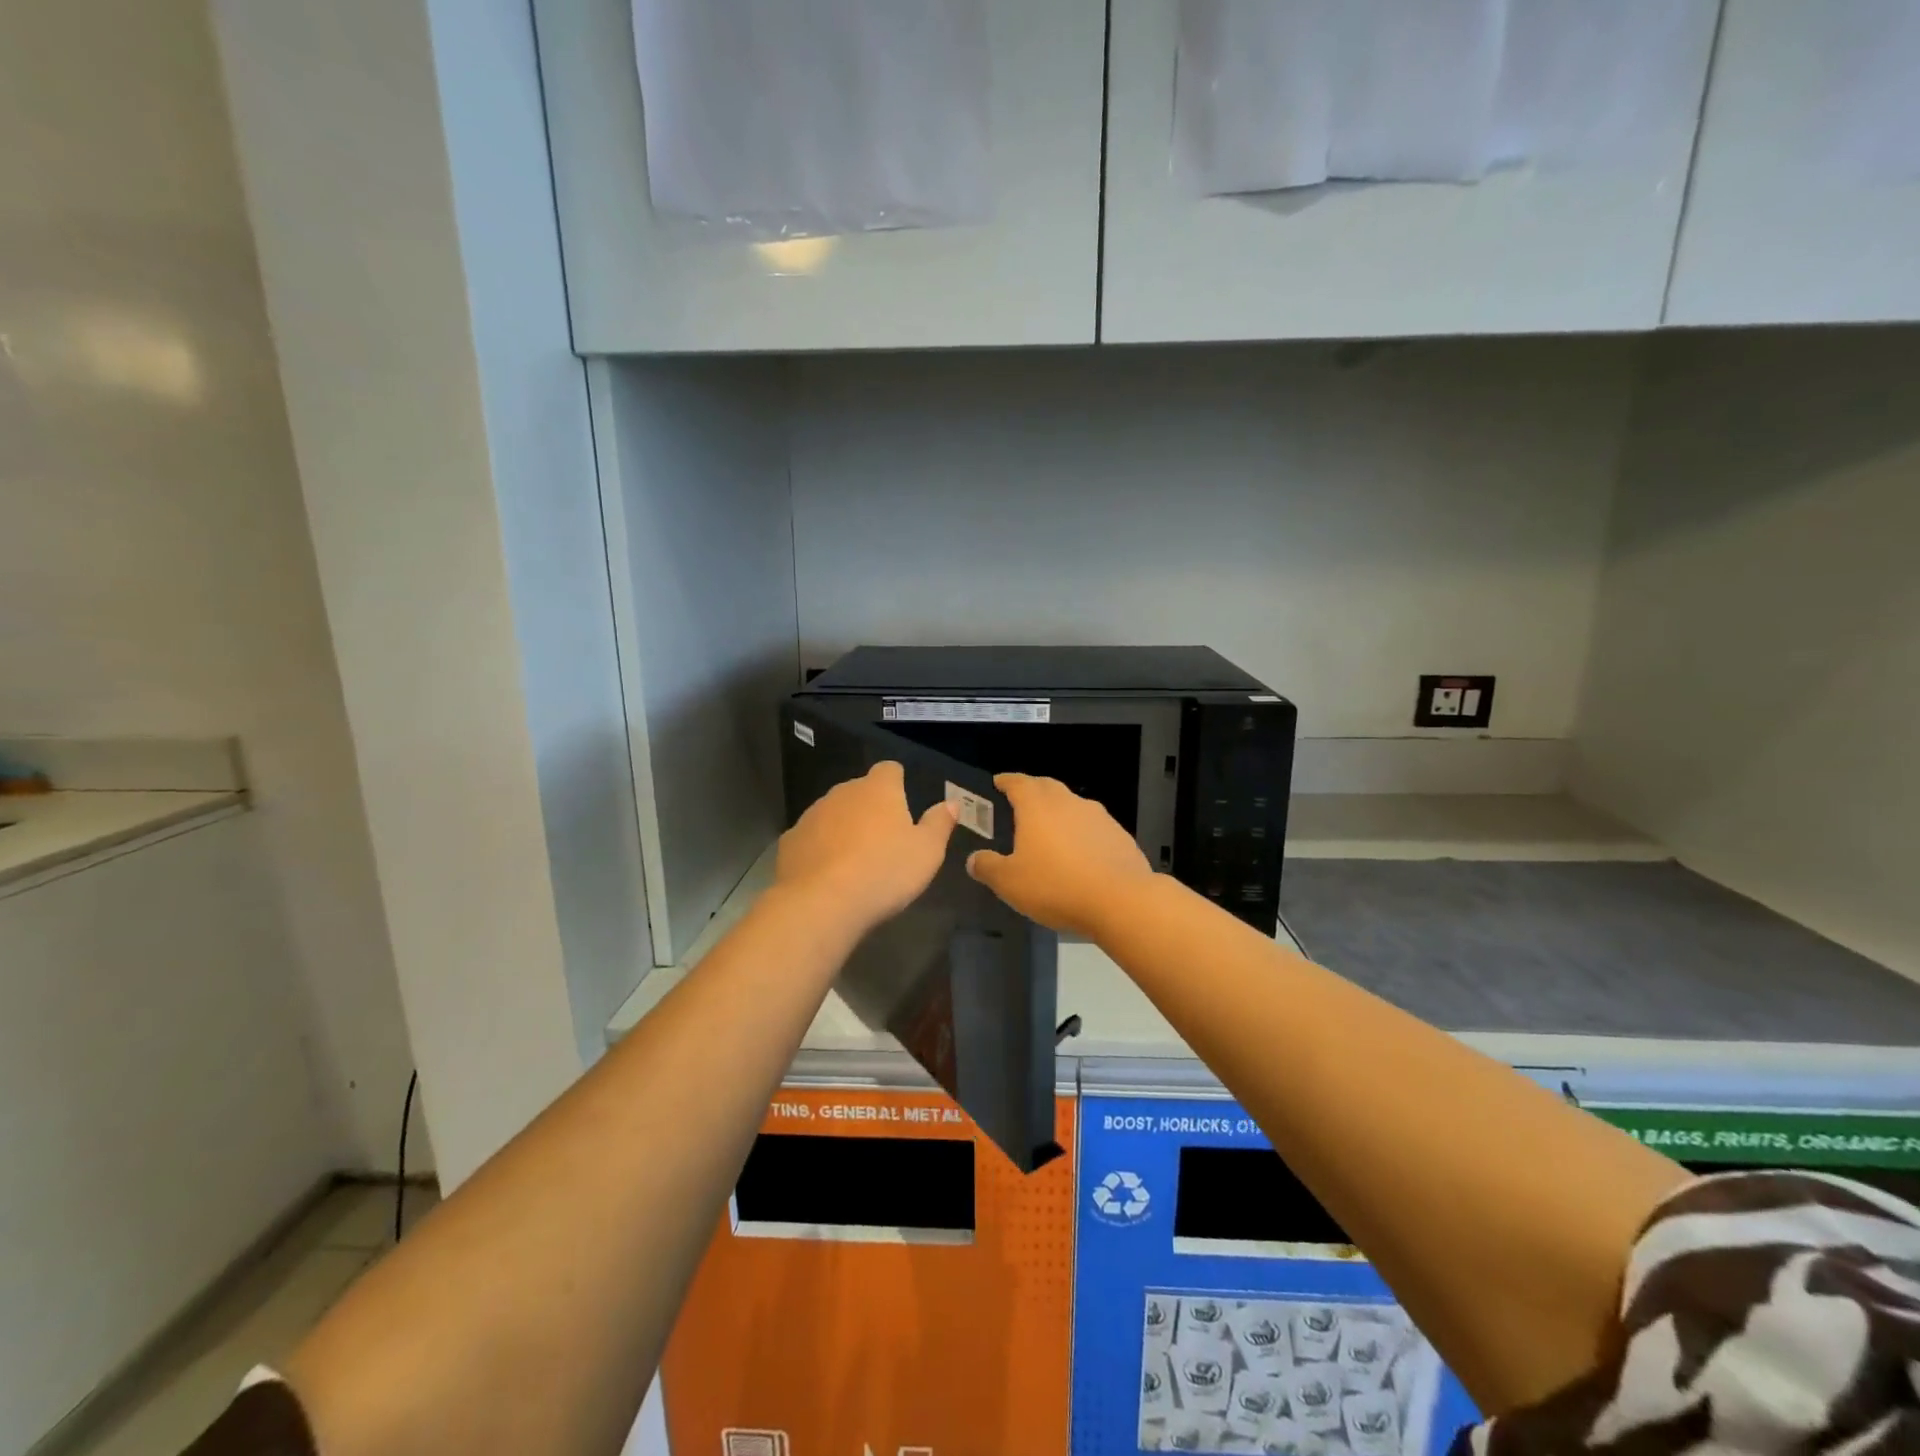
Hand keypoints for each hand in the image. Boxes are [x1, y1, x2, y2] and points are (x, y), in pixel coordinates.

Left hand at [774, 762, 957, 933]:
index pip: (889, 769)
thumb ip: (939, 823)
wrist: (821, 903)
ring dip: (844, 828)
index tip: (904, 803)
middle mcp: (842, 793)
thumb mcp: (927, 852)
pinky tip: (828, 875)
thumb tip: (951, 803)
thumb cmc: (884, 872)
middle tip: (885, 840)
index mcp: (878, 789)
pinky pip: (811, 838)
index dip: (897, 782)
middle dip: (870, 808)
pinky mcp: (789, 841)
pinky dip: (820, 849)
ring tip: (856, 862)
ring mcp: (812, 815)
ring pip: (833, 814)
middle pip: (860, 791)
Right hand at [966, 773, 1154, 935]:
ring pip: (1072, 805)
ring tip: (1049, 830)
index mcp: (1038, 806)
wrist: (1121, 900)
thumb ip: (988, 867)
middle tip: (1020, 802)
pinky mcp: (1119, 835)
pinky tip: (1079, 854)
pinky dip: (1080, 833)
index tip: (998, 782)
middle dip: (1032, 790)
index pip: (1018, 782)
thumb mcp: (1010, 882)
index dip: (1006, 781)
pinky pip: (1093, 827)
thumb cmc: (1056, 886)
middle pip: (1047, 787)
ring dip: (1058, 812)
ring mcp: (1098, 817)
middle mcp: (1068, 802)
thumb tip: (974, 860)